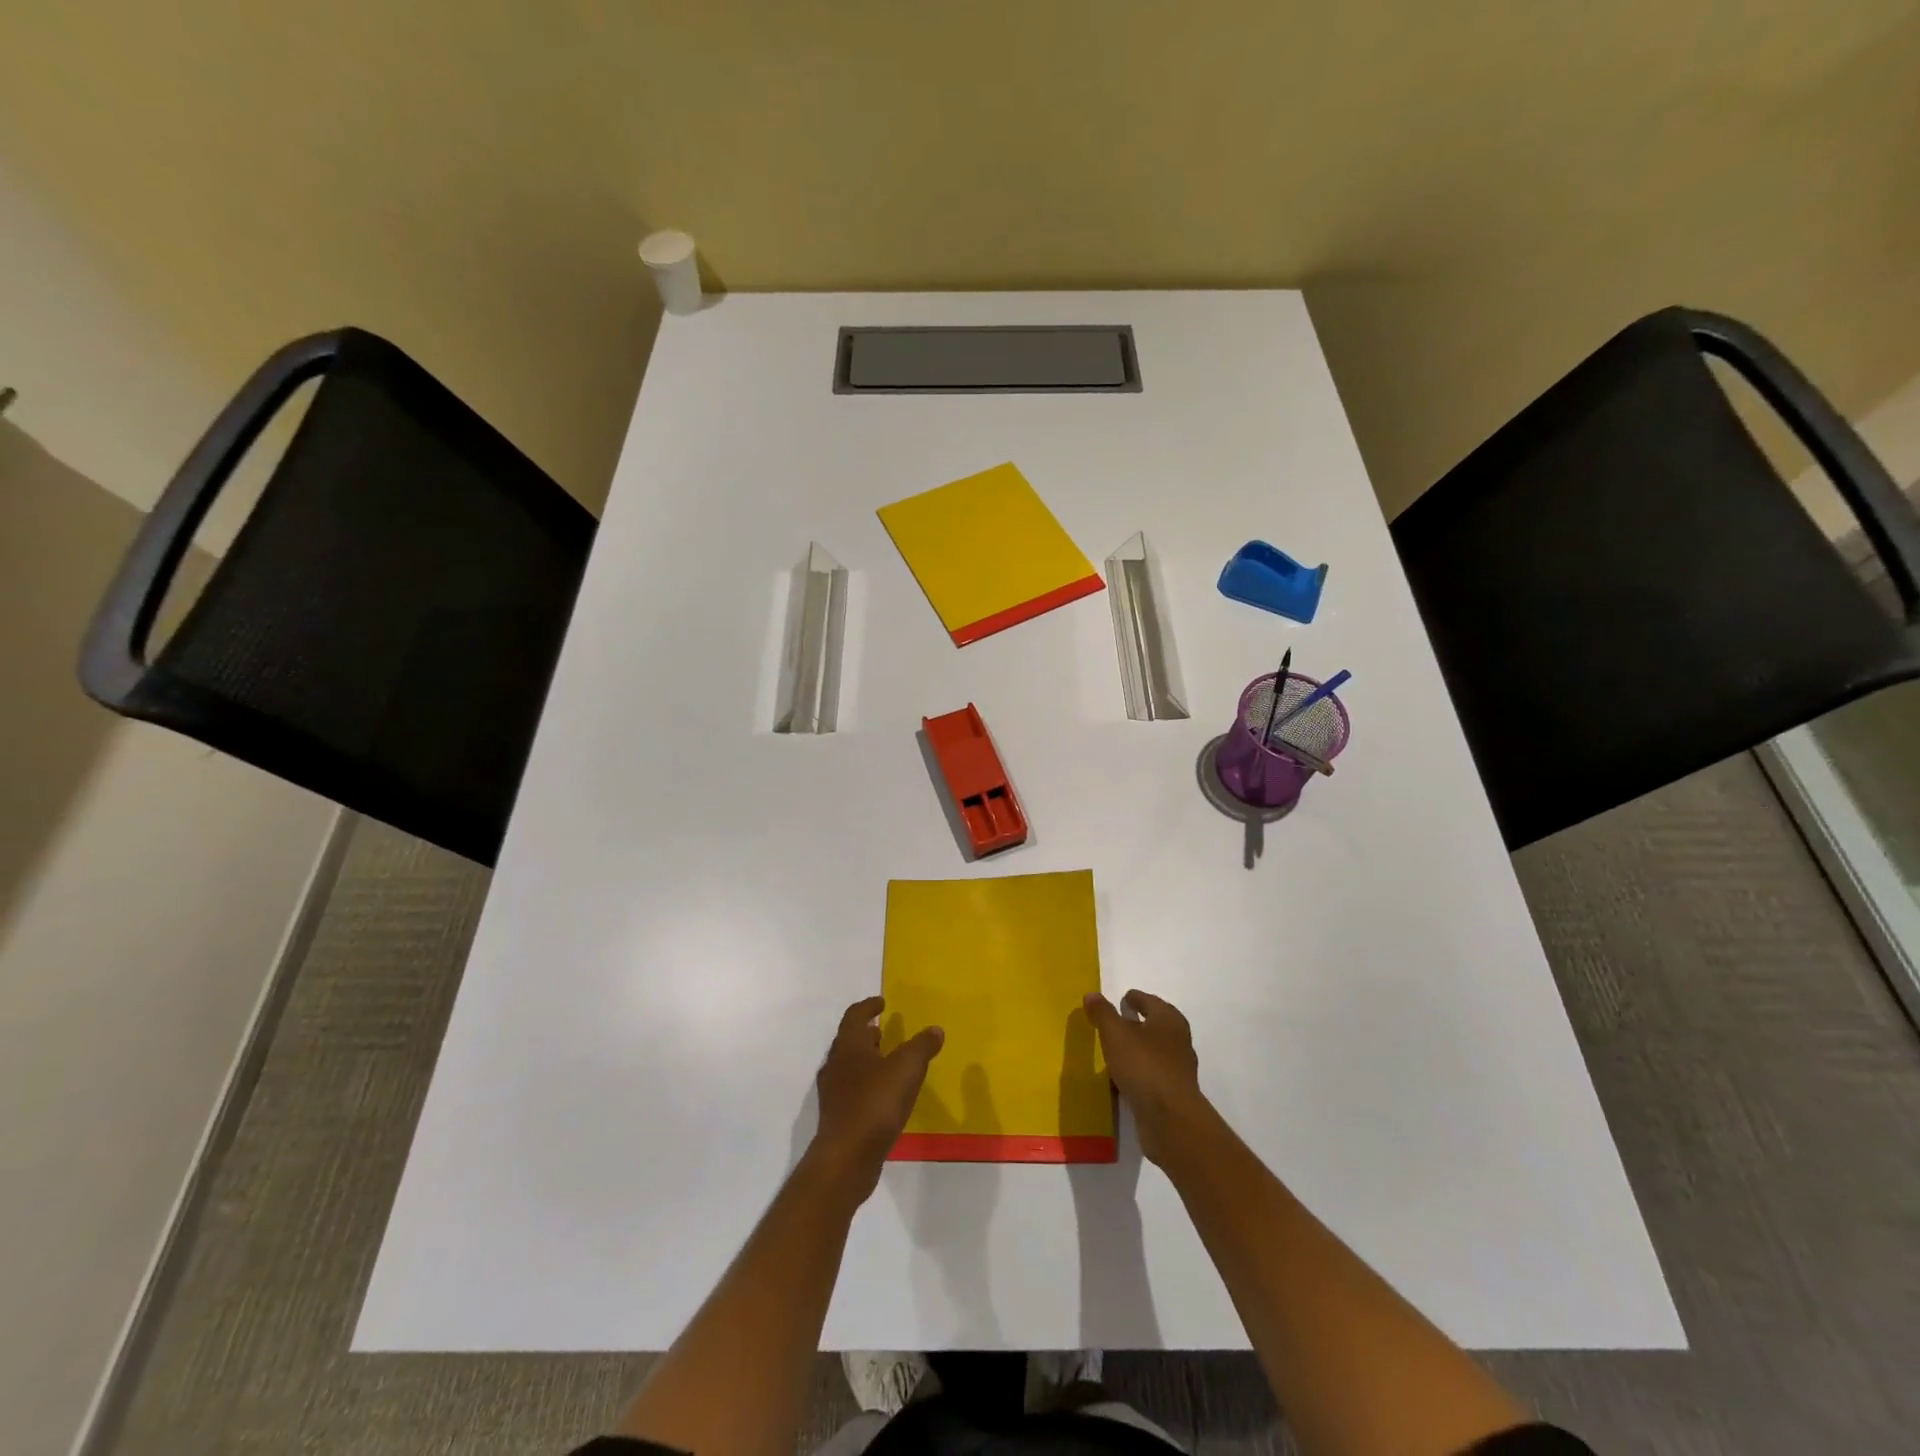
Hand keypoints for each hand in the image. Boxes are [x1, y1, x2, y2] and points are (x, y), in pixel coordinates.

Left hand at [811, 997, 943, 1200]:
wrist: (846, 1158)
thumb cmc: (875, 1104)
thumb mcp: (907, 1069)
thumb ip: (922, 1046)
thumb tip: (935, 1029)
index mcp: (849, 1045)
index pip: (855, 1015)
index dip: (869, 1006)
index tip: (882, 1002)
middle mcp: (836, 1064)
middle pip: (850, 1039)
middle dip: (867, 1033)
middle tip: (885, 1029)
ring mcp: (833, 1092)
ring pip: (850, 1065)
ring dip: (867, 1058)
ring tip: (888, 1061)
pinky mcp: (837, 1115)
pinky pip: (852, 1088)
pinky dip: (867, 1082)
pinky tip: (884, 1094)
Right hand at [1083, 989, 1206, 1167]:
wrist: (1170, 1119)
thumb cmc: (1144, 1065)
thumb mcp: (1116, 1034)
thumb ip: (1103, 1013)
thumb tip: (1092, 994)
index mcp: (1169, 1019)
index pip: (1149, 1001)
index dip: (1134, 999)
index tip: (1121, 1000)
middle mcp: (1178, 1041)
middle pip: (1154, 1026)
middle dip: (1135, 1024)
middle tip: (1114, 1024)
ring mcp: (1178, 1069)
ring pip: (1152, 1052)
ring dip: (1136, 1050)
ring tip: (1113, 1052)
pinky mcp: (1173, 1093)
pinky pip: (1150, 1076)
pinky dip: (1137, 1073)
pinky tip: (1120, 1080)